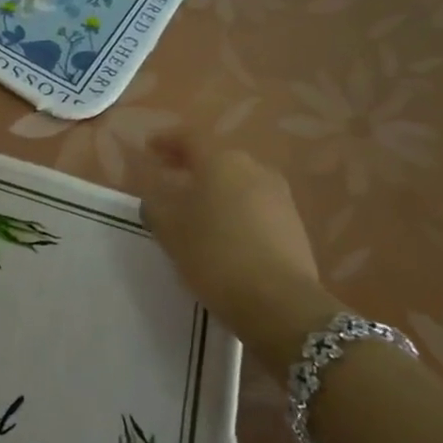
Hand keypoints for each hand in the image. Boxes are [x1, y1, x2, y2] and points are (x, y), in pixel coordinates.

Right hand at [134, 126, 334, 370]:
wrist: (279, 303)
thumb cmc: (214, 255)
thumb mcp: (169, 230)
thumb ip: (156, 204)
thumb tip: (156, 196)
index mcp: (221, 162)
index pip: (189, 139)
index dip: (166, 141)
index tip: (149, 148)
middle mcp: (254, 169)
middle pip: (217, 159)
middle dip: (192, 166)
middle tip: (170, 178)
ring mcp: (279, 195)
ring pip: (238, 182)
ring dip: (215, 189)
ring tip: (195, 209)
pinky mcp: (293, 223)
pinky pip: (255, 205)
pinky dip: (235, 209)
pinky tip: (223, 231)